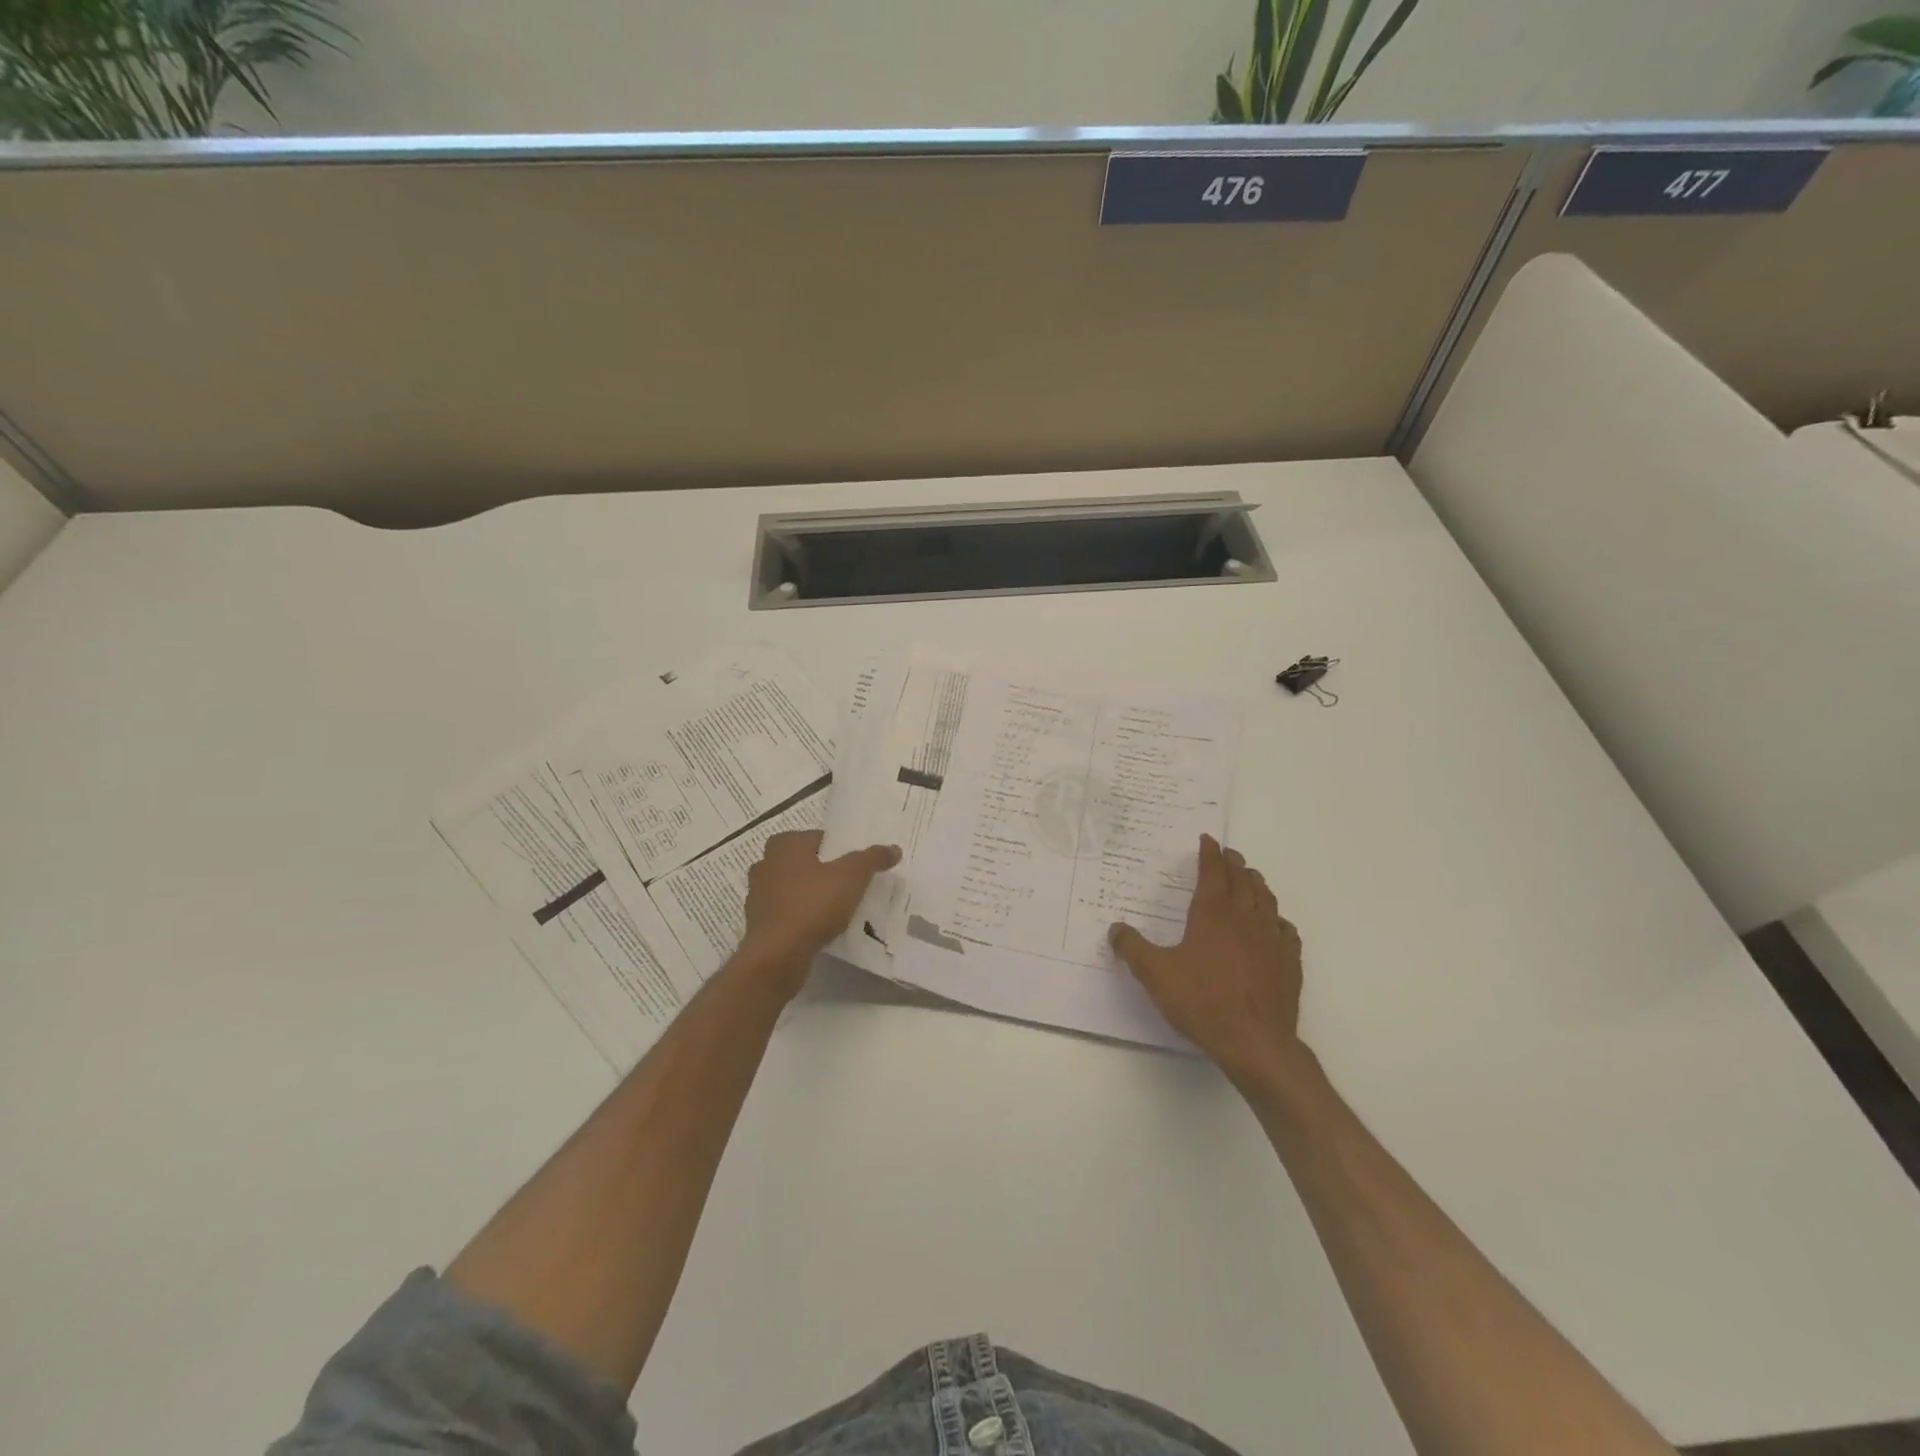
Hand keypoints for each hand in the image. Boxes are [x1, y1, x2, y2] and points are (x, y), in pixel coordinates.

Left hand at [739, 830, 900, 994]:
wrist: (778, 954)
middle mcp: (766, 863)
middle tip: (846, 883)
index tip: (855, 865)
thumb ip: (872, 858)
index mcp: (785, 845)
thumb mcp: (852, 876)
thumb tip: (894, 848)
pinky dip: (799, 915)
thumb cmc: (813, 904)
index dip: (838, 849)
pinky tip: (818, 927)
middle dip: (821, 870)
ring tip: (835, 907)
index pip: (817, 838)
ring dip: (808, 894)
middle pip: (802, 862)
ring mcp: (757, 894)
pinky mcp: (758, 922)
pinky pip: (785, 912)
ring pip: (791, 887)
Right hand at [1109, 834, 1303, 1084]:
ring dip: (1256, 883)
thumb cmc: (1202, 1002)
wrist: (1255, 1042)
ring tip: (1250, 878)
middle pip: (1242, 879)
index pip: (1212, 872)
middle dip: (1233, 863)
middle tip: (1228, 854)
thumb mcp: (1155, 974)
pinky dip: (1277, 918)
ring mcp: (1271, 939)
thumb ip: (1132, 948)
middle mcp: (1244, 918)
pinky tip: (1275, 924)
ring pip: (1266, 899)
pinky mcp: (1289, 962)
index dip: (1209, 853)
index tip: (1208, 840)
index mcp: (1212, 913)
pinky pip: (1285, 929)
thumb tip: (1115, 928)